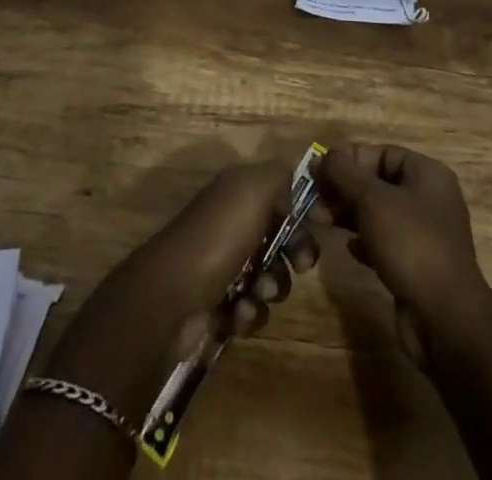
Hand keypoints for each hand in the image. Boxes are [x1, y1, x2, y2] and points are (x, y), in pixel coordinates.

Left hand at [124, 158, 319, 346]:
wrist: (171, 298)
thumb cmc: (217, 237)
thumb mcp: (253, 189)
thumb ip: (281, 176)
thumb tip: (298, 185)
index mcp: (238, 190)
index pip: (282, 192)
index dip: (303, 209)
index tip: (320, 227)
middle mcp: (231, 221)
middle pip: (281, 236)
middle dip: (295, 253)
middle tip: (300, 265)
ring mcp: (223, 263)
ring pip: (270, 276)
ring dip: (272, 287)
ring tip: (256, 293)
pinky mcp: (218, 302)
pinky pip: (251, 308)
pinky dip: (249, 313)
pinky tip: (236, 314)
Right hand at [316, 144, 490, 362]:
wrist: (445, 319)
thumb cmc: (410, 244)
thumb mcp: (371, 200)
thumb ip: (343, 173)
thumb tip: (320, 157)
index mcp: (427, 174)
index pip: (381, 153)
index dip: (349, 159)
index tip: (319, 171)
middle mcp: (429, 198)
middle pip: (378, 182)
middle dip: (344, 188)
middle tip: (314, 200)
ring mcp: (425, 234)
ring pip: (379, 213)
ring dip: (349, 214)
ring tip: (321, 221)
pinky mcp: (418, 264)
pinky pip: (386, 241)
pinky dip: (365, 240)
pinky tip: (348, 247)